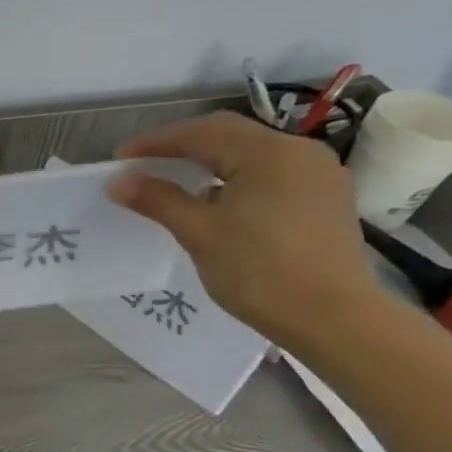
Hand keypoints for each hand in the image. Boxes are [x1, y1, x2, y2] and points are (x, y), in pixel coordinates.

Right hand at [106, 112, 387, 346]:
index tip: (120, 158)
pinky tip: (217, 197)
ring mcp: (318, 173)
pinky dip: (236, 174)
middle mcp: (298, 151)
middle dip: (182, 144)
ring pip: (251, 151)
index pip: (199, 133)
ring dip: (210, 159)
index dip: (155, 142)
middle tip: (144, 162)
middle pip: (228, 134)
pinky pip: (271, 171)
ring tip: (176, 178)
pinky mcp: (326, 196)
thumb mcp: (199, 232)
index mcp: (267, 152)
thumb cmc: (259, 270)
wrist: (334, 318)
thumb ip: (158, 199)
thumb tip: (118, 181)